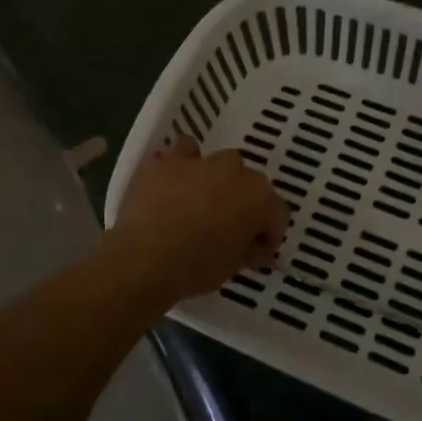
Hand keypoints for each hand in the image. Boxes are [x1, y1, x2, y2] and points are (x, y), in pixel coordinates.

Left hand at [109, 133, 288, 303]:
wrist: (144, 259)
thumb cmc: (197, 267)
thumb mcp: (234, 267)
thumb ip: (252, 250)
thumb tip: (257, 247)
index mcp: (259, 197)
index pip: (277, 212)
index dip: (270, 233)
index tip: (258, 251)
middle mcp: (234, 171)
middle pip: (249, 182)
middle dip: (243, 201)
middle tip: (228, 227)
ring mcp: (199, 161)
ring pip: (217, 161)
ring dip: (216, 176)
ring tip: (201, 199)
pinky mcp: (166, 161)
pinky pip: (179, 153)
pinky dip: (181, 164)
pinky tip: (174, 182)